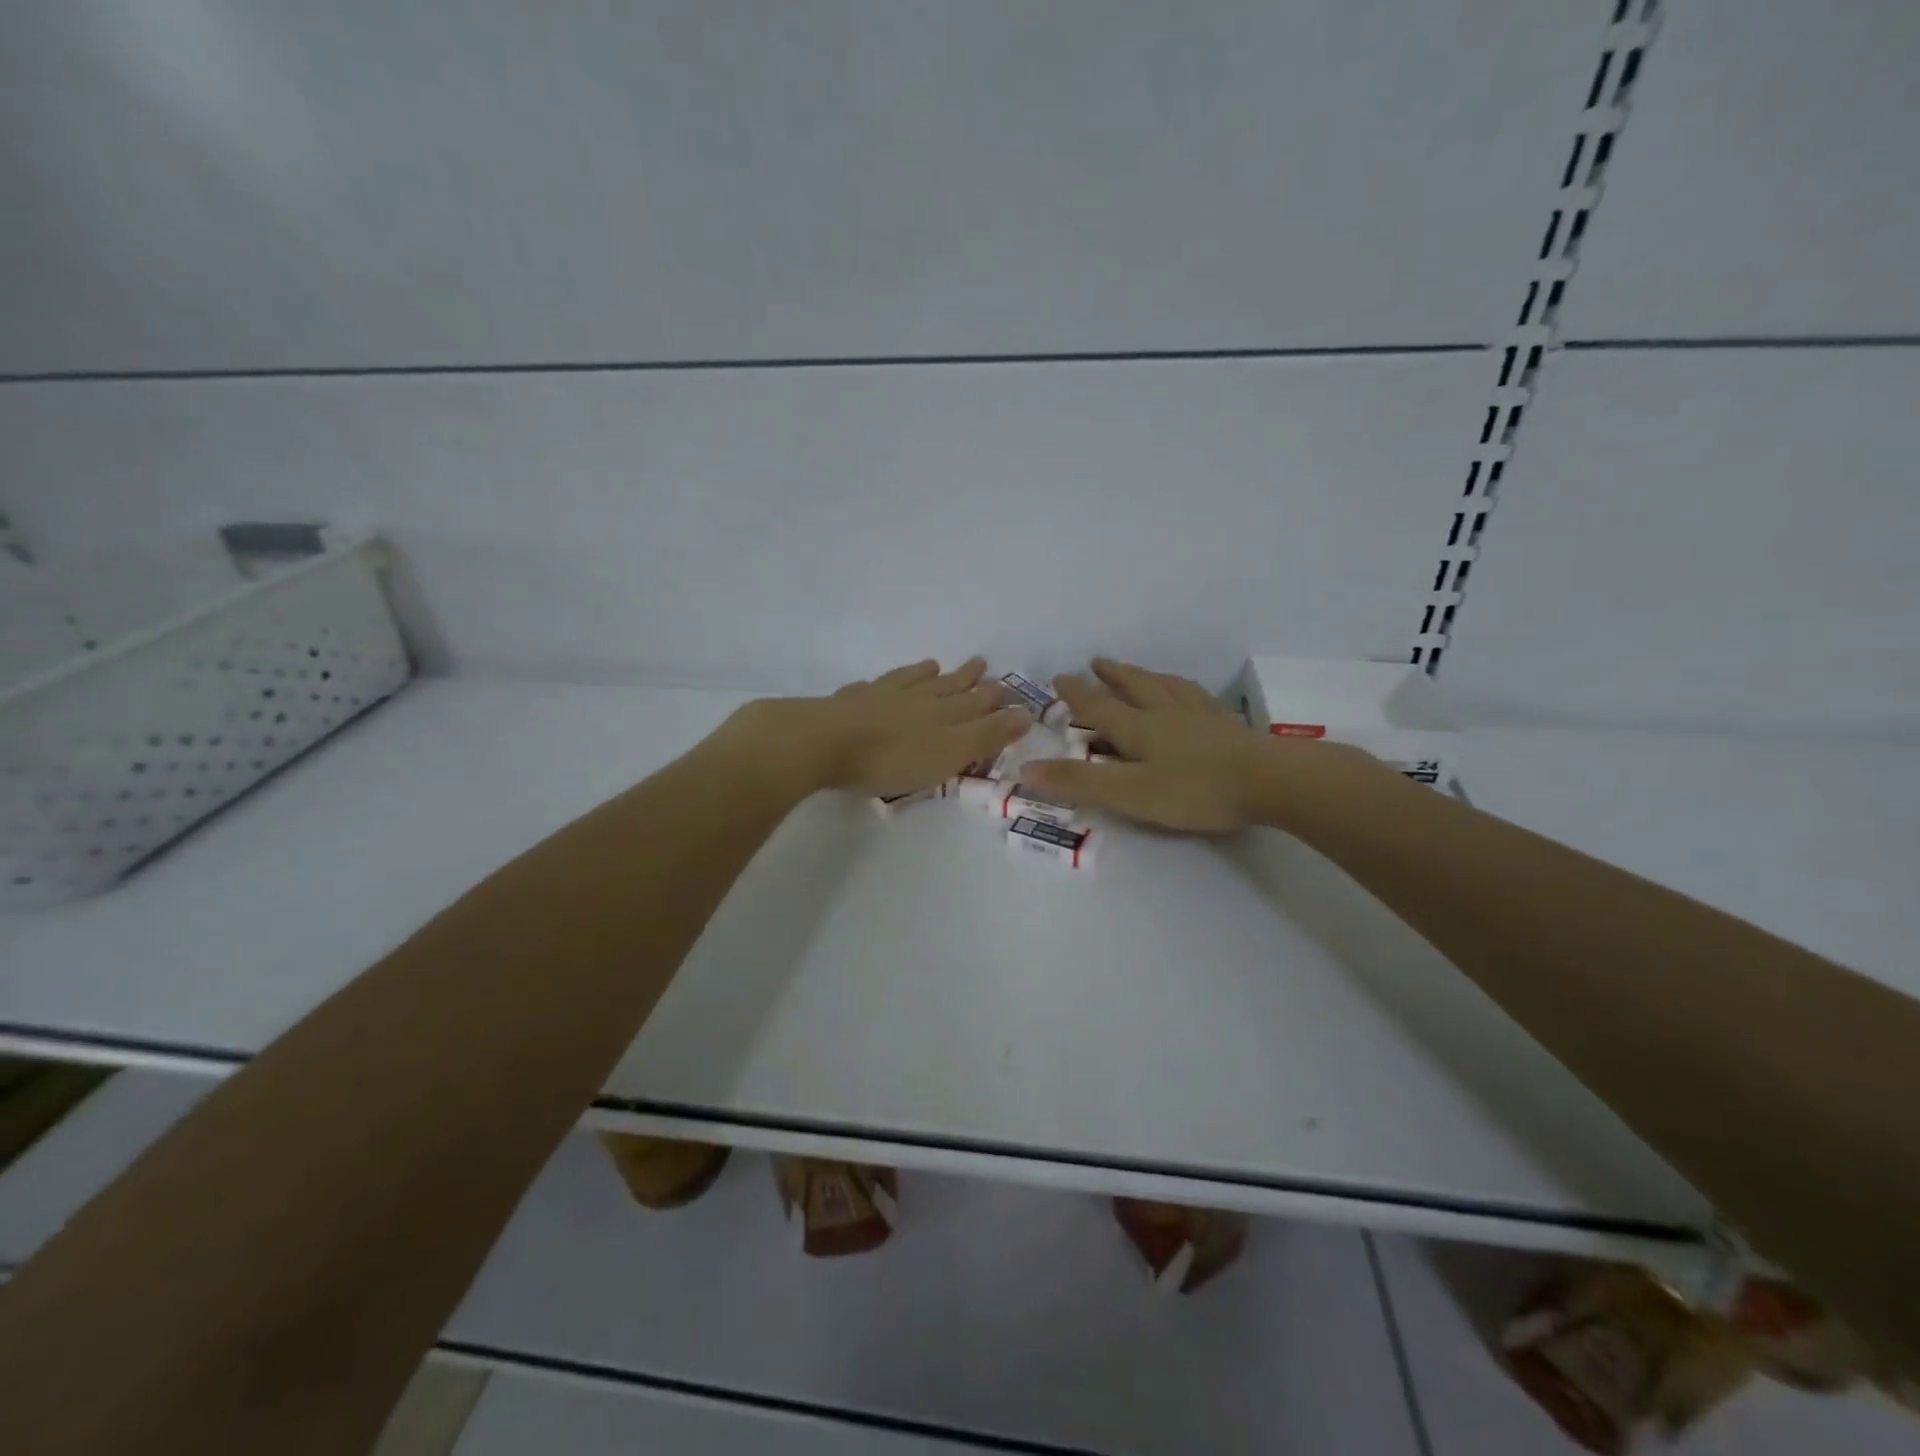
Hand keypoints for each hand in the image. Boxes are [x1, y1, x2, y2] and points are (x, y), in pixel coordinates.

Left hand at [722, 657, 1030, 797]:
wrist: (824, 741)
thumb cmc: (891, 758)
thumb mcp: (948, 753)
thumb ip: (985, 736)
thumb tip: (1025, 713)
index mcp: (942, 715)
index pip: (976, 704)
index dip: (993, 699)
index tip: (1008, 687)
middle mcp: (916, 699)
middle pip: (947, 687)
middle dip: (967, 679)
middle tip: (982, 664)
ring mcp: (881, 696)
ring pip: (911, 681)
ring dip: (928, 674)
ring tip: (937, 664)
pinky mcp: (850, 701)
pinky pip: (875, 685)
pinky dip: (885, 681)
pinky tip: (880, 681)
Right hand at [1020, 657, 1373, 832]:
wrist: (1271, 781)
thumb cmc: (1195, 790)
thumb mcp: (1129, 793)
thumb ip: (1079, 783)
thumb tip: (1024, 771)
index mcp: (1139, 728)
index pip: (1099, 706)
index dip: (1076, 694)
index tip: (1059, 676)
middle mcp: (1166, 713)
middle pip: (1135, 687)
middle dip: (1113, 676)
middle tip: (1098, 661)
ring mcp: (1201, 716)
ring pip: (1167, 687)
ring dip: (1147, 676)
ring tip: (1141, 671)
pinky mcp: (1228, 725)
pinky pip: (1199, 698)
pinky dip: (1184, 690)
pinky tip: (1192, 695)